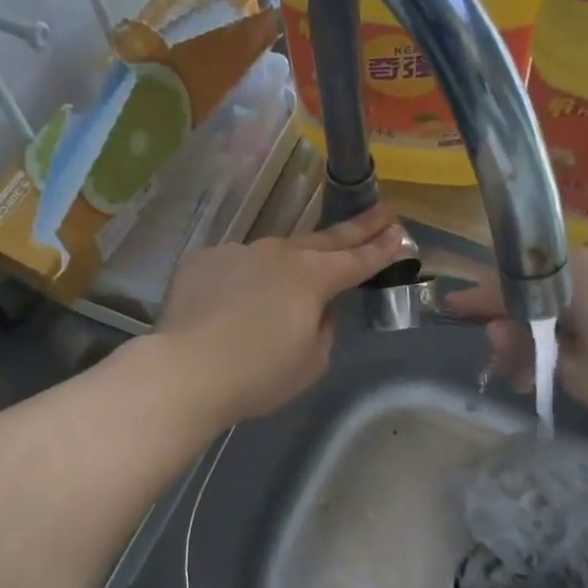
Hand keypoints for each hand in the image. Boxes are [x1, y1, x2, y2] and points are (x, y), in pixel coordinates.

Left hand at [154, 206, 408, 425]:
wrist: (186, 370)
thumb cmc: (258, 375)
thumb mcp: (311, 362)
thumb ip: (324, 327)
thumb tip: (320, 308)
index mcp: (312, 278)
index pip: (357, 260)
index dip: (381, 249)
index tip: (401, 234)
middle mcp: (278, 253)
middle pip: (324, 239)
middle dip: (356, 229)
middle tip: (381, 212)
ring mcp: (238, 252)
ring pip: (274, 253)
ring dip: (290, 261)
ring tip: (291, 280)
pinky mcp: (204, 260)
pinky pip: (235, 266)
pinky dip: (243, 279)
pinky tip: (234, 303)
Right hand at [444, 240, 587, 429]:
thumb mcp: (575, 375)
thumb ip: (529, 352)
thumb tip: (501, 333)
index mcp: (564, 274)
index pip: (501, 285)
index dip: (473, 302)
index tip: (448, 309)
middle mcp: (587, 256)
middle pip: (530, 288)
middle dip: (513, 327)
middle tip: (510, 370)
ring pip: (559, 290)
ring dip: (542, 325)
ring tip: (541, 370)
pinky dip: (571, 316)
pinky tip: (573, 347)